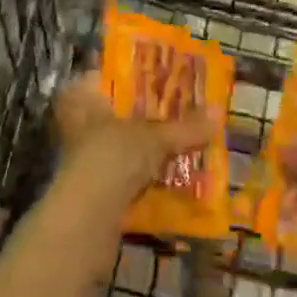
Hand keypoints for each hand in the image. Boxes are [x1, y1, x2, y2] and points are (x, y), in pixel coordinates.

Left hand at [53, 71, 216, 216]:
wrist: (86, 220)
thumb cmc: (112, 157)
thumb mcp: (154, 137)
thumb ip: (185, 126)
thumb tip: (219, 111)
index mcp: (82, 98)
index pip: (106, 76)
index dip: (134, 76)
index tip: (164, 76)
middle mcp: (77, 123)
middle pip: (118, 112)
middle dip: (148, 114)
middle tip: (183, 108)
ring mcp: (84, 157)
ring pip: (123, 144)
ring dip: (149, 147)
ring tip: (186, 140)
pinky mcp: (94, 188)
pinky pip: (126, 173)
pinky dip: (147, 174)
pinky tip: (173, 174)